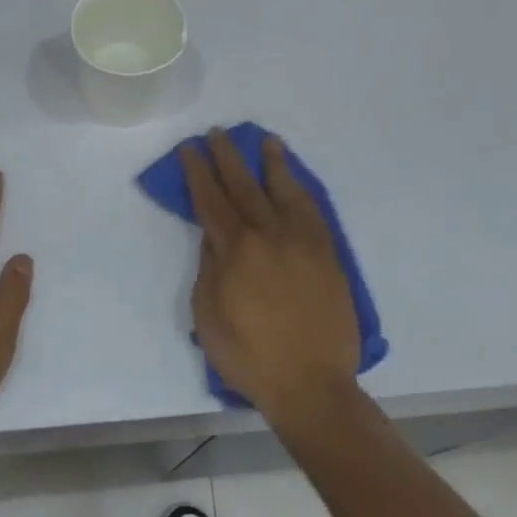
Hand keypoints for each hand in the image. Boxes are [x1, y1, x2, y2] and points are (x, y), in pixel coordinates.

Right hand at [180, 129, 360, 427]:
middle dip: (227, 157)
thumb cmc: (249, 355)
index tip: (189, 150)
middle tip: (218, 133)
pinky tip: (294, 180)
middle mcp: (269, 235)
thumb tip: (213, 235)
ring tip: (265, 141)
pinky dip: (301, 190)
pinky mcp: (327, 254)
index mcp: (236, 251)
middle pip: (244, 186)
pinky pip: (313, 211)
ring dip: (272, 163)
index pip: (211, 201)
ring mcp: (303, 242)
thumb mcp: (208, 315)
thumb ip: (209, 268)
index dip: (198, 173)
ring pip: (284, 190)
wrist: (310, 383)